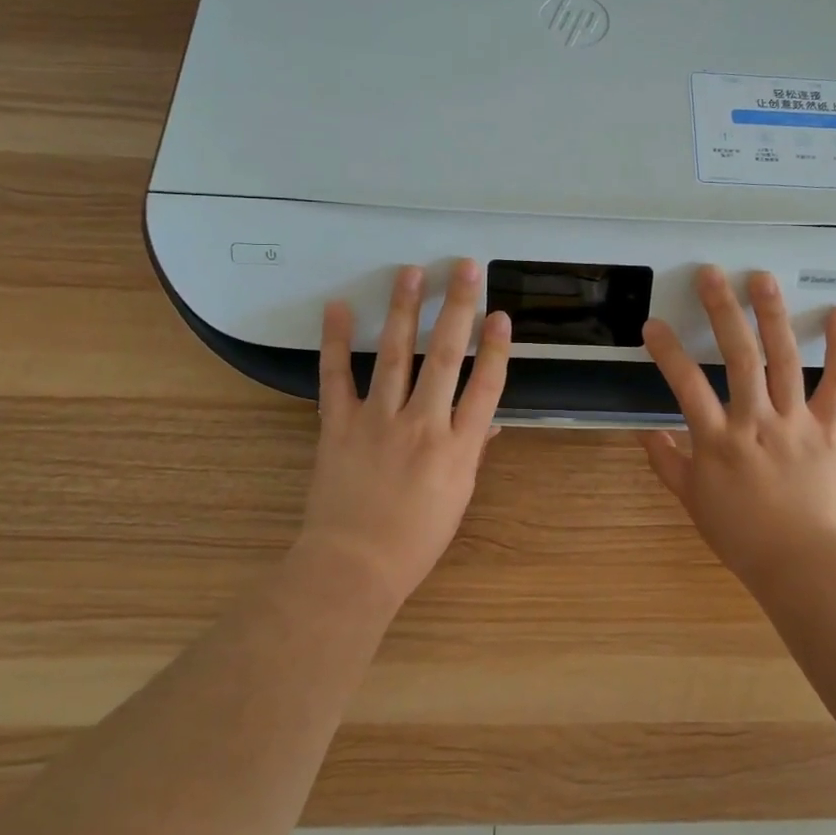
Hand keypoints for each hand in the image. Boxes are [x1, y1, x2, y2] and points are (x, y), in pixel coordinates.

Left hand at [297, 259, 510, 603]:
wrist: (354, 566)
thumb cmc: (415, 539)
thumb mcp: (458, 496)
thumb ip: (472, 450)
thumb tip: (490, 418)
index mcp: (457, 447)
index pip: (485, 386)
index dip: (495, 347)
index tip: (500, 314)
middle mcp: (422, 425)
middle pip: (444, 357)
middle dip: (457, 308)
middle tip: (463, 268)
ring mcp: (378, 421)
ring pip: (395, 355)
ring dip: (405, 310)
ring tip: (410, 273)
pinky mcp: (339, 425)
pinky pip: (336, 377)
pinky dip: (336, 341)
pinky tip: (339, 307)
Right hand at [640, 267, 835, 578]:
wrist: (802, 564)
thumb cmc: (741, 535)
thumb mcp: (692, 501)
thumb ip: (667, 463)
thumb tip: (644, 432)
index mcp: (718, 441)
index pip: (686, 385)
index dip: (668, 352)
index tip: (653, 324)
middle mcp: (756, 422)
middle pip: (738, 357)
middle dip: (722, 311)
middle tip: (711, 274)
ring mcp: (796, 422)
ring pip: (784, 360)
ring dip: (773, 315)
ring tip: (762, 278)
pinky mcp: (829, 429)